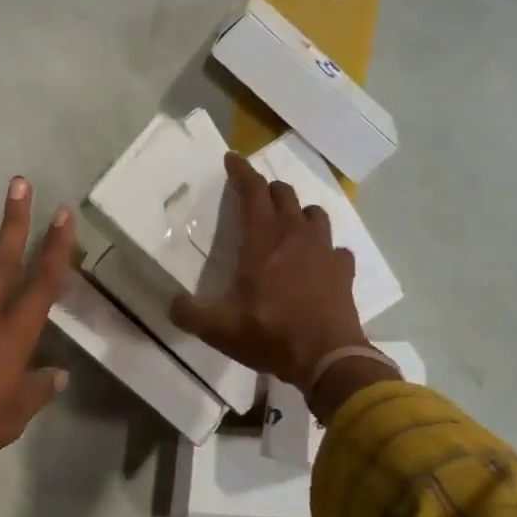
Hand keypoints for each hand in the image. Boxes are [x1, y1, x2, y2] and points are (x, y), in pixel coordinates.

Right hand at [169, 152, 372, 390]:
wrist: (326, 357)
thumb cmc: (268, 333)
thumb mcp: (217, 328)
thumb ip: (189, 313)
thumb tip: (172, 304)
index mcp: (262, 238)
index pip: (252, 190)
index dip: (241, 171)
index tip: (232, 159)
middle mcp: (295, 234)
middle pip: (284, 195)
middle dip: (268, 190)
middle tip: (255, 198)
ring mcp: (324, 250)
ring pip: (314, 214)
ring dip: (298, 213)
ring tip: (288, 225)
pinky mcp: (344, 271)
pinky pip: (336, 249)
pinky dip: (325, 250)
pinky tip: (318, 263)